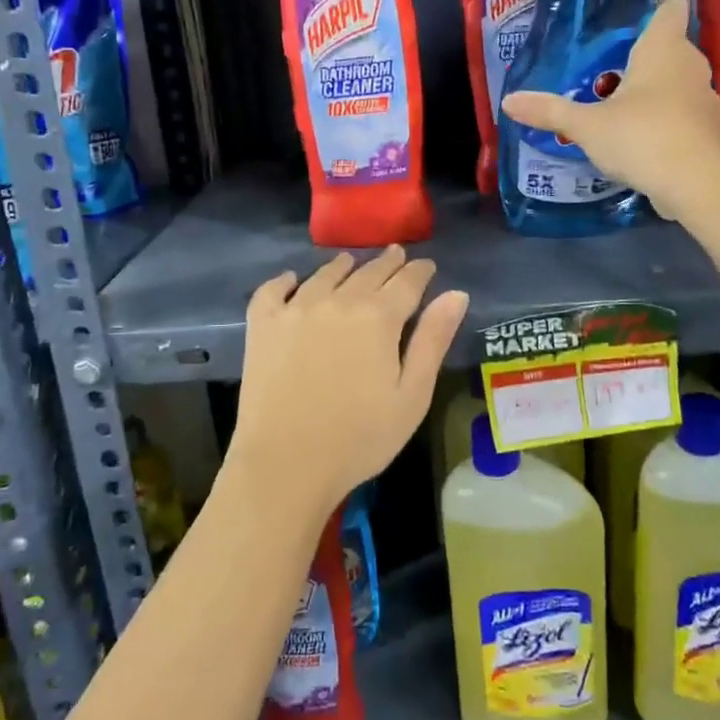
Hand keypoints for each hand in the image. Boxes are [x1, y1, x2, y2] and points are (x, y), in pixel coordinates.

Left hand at [231, 248, 468, 516]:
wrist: (286, 463)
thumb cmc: (360, 438)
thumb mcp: (412, 395)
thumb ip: (433, 340)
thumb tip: (456, 294)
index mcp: (379, 317)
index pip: (406, 282)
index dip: (420, 271)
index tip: (426, 265)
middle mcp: (337, 301)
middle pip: (367, 272)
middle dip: (386, 263)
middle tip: (396, 255)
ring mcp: (295, 309)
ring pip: (324, 274)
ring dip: (343, 266)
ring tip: (350, 262)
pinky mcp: (263, 325)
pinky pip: (274, 289)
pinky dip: (286, 280)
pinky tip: (293, 280)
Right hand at [501, 0, 719, 214]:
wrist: (695, 185)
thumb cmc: (641, 138)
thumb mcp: (586, 126)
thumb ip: (550, 111)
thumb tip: (508, 101)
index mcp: (664, 48)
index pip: (670, 7)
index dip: (652, 10)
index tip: (625, 26)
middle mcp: (690, 65)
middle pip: (669, 47)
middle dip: (640, 58)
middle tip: (604, 73)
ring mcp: (704, 98)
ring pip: (676, 82)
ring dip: (652, 91)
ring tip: (617, 109)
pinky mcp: (708, 129)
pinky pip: (682, 112)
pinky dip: (664, 119)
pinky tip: (639, 139)